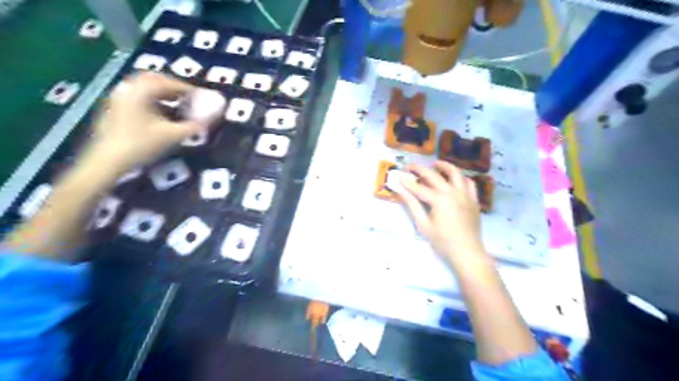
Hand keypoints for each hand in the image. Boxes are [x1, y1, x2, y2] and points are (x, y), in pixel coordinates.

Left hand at [85, 71, 217, 171]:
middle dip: (173, 87)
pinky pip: (137, 97)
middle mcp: (127, 89)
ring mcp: (118, 99)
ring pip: (144, 89)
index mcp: (140, 91)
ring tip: (177, 105)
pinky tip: (161, 114)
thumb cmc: (140, 145)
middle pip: (153, 80)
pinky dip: (152, 101)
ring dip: (162, 93)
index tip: (200, 96)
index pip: (168, 83)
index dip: (187, 88)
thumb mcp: (171, 136)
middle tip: (188, 97)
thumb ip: (193, 126)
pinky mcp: (114, 110)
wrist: (108, 160)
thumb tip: (210, 120)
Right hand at [399, 159, 484, 261]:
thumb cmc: (443, 241)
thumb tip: (401, 191)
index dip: (407, 181)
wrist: (467, 252)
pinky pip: (469, 183)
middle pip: (434, 176)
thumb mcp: (423, 225)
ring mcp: (465, 195)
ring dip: (444, 166)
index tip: (398, 176)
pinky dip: (461, 177)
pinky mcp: (474, 200)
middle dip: (420, 169)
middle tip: (410, 166)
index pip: (419, 187)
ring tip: (435, 164)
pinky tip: (455, 179)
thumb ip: (412, 205)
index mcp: (439, 200)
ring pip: (455, 173)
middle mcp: (453, 193)